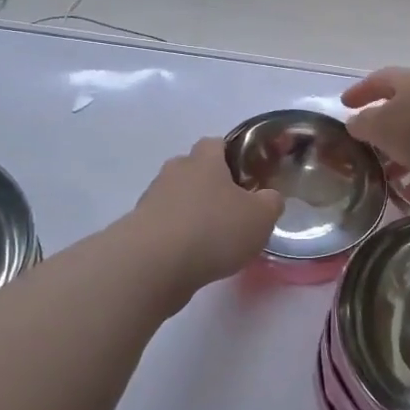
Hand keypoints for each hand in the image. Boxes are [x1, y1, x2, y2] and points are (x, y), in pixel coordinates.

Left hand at [133, 138, 283, 290]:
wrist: (153, 265)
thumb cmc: (213, 230)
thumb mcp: (260, 217)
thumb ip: (270, 203)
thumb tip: (268, 197)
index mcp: (204, 160)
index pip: (216, 143)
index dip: (232, 157)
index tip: (246, 178)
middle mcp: (174, 171)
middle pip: (194, 171)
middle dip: (211, 187)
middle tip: (232, 212)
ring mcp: (152, 198)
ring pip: (178, 199)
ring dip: (193, 214)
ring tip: (212, 242)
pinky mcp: (138, 228)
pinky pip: (164, 225)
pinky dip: (177, 237)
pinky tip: (191, 258)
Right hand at [342, 67, 409, 198]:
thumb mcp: (384, 126)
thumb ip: (365, 125)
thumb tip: (355, 123)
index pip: (380, 80)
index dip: (360, 91)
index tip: (344, 104)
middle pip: (402, 109)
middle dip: (382, 131)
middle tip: (364, 149)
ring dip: (402, 157)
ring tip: (384, 178)